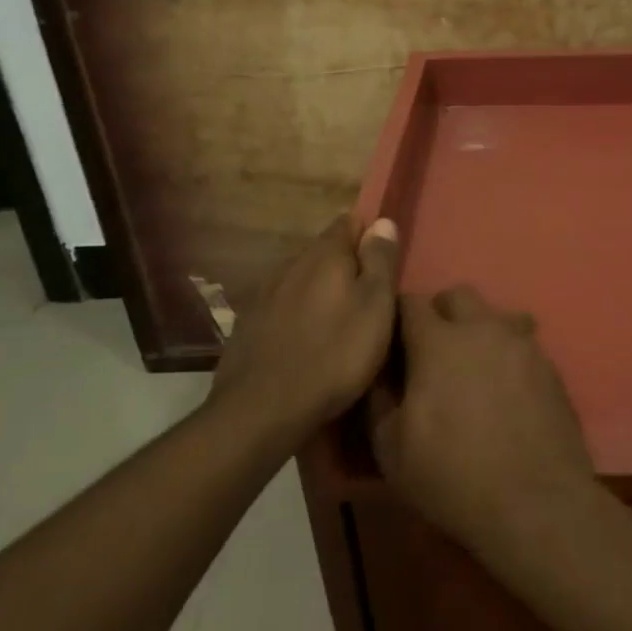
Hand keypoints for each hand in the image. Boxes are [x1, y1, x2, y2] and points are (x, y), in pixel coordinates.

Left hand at [212, 215, 398, 433]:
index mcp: (325, 255)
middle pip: (324, 251)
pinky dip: (297, 315)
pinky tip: (306, 340)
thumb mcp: (376, 306)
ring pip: (301, 279)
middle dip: (345, 265)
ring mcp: (265, 294)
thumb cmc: (335, 354)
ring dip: (320, 291)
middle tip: (367, 296)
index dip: (369, 235)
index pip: (349, 222)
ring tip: (338, 320)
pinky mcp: (248, 325)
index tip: (383, 260)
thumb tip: (383, 221)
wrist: (262, 409)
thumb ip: (380, 260)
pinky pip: (281, 307)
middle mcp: (291, 264)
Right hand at [371, 284, 596, 552]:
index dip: (399, 318)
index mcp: (439, 342)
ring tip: (475, 369)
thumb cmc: (453, 476)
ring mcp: (523, 343)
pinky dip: (508, 355)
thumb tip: (382, 374)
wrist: (536, 501)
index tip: (395, 343)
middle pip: (458, 296)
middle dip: (441, 313)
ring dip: (479, 331)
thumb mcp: (391, 449)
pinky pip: (523, 343)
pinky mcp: (551, 365)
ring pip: (496, 315)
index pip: (411, 302)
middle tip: (433, 352)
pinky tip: (507, 391)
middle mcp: (483, 328)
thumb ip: (380, 399)